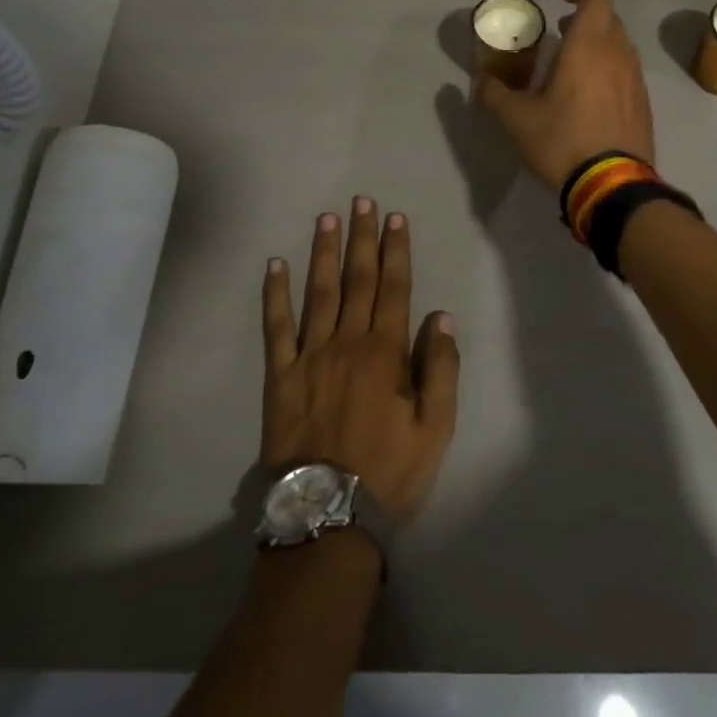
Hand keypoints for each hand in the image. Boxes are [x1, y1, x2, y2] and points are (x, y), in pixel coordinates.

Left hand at [260, 197, 459, 525]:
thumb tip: (442, 317)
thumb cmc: (389, 472)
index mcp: (386, 352)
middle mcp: (348, 342)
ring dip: (323, 252)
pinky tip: (275, 266)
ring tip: (327, 218)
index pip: (394, 288)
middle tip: (362, 201)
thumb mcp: (435, 429)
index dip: (396, 250)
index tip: (395, 218)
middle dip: (362, 238)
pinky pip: (276, 327)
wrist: (328, 514)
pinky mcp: (280, 376)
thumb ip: (441, 370)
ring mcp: (310, 356)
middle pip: (357, 279)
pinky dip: (275, 295)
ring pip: (318, 292)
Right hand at [474, 0, 655, 193]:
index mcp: (588, 47)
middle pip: (609, 20)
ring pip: (620, 46)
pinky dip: (609, 68)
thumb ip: (494, 94)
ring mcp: (635, 80)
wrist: (612, 186)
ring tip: (572, 62)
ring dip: (598, 44)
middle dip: (585, 18)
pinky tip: (590, 94)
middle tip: (560, 30)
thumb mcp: (517, 120)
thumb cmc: (562, 142)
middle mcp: (618, 55)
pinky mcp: (643, 105)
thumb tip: (479, 81)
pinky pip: (627, 72)